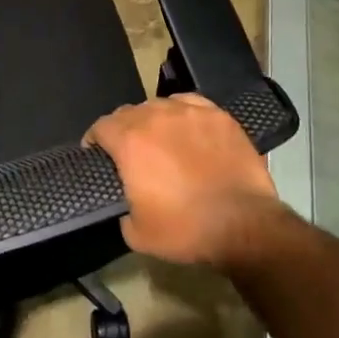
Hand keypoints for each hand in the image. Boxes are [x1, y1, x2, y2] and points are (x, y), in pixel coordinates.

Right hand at [85, 93, 283, 268]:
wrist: (244, 224)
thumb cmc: (186, 229)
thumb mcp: (137, 233)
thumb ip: (122, 207)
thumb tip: (126, 200)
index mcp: (129, 141)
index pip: (101, 127)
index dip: (95, 140)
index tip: (97, 153)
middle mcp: (155, 116)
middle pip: (128, 112)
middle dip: (123, 129)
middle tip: (130, 152)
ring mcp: (189, 112)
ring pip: (159, 105)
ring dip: (153, 120)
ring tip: (161, 139)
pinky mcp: (218, 115)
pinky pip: (190, 103)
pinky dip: (182, 113)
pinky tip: (188, 127)